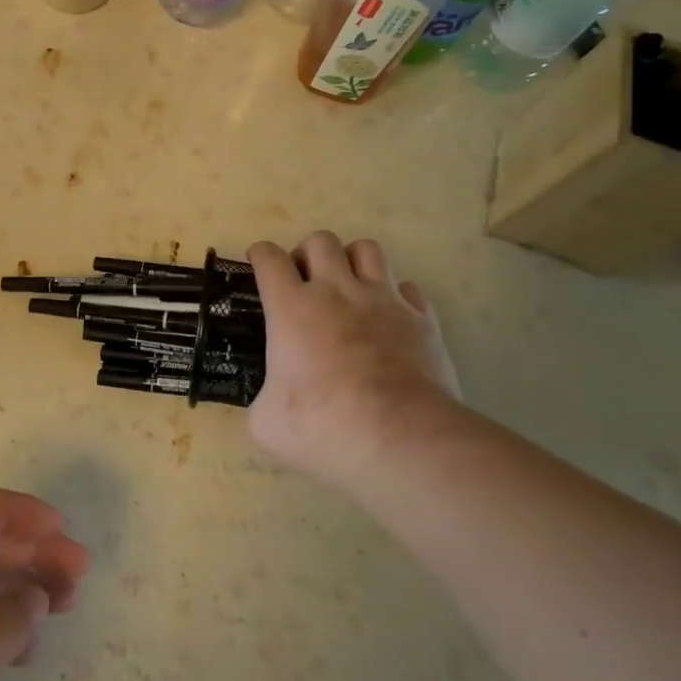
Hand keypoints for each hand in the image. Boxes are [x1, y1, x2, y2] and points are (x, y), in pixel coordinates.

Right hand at [247, 231, 459, 487]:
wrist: (403, 440)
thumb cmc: (325, 428)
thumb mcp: (267, 424)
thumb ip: (264, 400)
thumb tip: (271, 402)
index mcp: (292, 307)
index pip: (269, 258)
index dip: (260, 254)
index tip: (259, 261)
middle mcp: (337, 290)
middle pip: (320, 241)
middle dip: (307, 253)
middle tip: (305, 281)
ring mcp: (383, 300)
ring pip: (367, 249)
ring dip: (352, 261)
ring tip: (349, 286)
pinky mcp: (421, 318)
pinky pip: (406, 287)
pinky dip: (395, 295)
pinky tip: (390, 317)